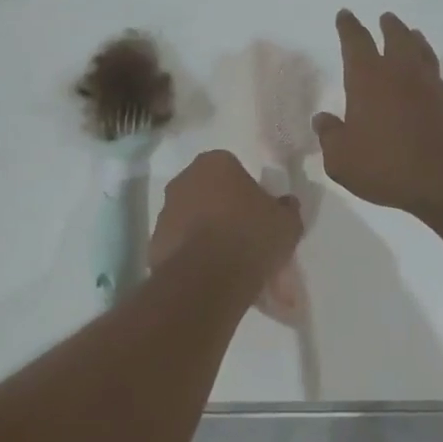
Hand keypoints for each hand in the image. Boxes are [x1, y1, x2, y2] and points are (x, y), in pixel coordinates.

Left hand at [150, 150, 303, 291]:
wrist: (207, 278)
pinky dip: (194, 255)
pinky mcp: (155, 243)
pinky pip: (181, 245)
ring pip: (192, 219)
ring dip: (207, 233)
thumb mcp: (287, 222)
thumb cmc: (250, 236)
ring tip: (229, 261)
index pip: (234, 169)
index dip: (248, 192)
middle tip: (245, 236)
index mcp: (215, 163)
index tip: (259, 214)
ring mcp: (165, 212)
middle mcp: (184, 180)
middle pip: (209, 192)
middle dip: (224, 210)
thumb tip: (286, 204)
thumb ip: (287, 208)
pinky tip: (212, 274)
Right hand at [314, 11, 442, 217]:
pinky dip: (428, 68)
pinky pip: (436, 75)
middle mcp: (399, 73)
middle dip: (387, 27)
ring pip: (421, 51)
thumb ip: (330, 136)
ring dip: (414, 40)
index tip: (345, 15)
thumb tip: (323, 120)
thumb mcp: (342, 159)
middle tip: (385, 18)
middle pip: (395, 38)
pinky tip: (428, 76)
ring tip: (412, 34)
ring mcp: (429, 85)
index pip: (356, 42)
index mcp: (367, 79)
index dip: (348, 27)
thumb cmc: (385, 164)